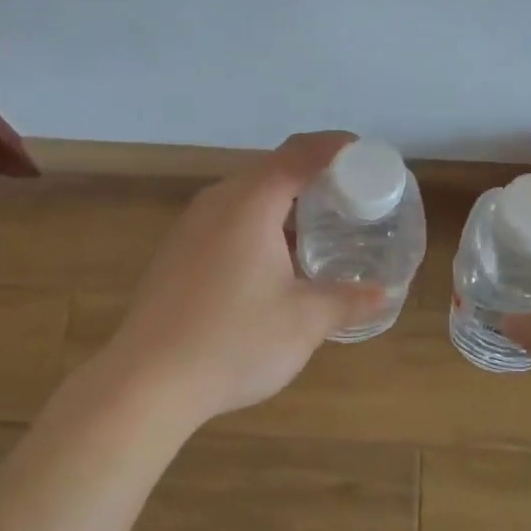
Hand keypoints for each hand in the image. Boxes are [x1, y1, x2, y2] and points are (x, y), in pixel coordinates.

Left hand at [100, 132, 386, 428]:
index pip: (300, 153)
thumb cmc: (233, 342)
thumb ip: (348, 300)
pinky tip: (274, 259)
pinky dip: (259, 221)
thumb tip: (384, 294)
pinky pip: (227, 218)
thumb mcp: (304, 322)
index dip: (335, 148)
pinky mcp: (177, 251)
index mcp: (251, 203)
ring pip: (247, 195)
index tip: (367, 155)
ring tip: (319, 225)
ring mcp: (191, 226)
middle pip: (272, 168)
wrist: (146, 382)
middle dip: (314, 174)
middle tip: (351, 194)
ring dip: (285, 200)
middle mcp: (218, 202)